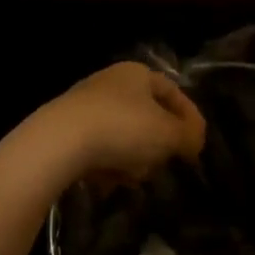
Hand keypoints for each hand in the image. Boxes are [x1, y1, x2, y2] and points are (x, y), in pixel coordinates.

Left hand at [23, 62, 206, 188]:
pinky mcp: (66, 130)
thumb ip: (188, 136)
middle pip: (147, 116)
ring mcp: (85, 106)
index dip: (189, 117)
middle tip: (160, 164)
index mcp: (137, 73)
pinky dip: (107, 165)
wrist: (58, 143)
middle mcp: (111, 82)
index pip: (173, 92)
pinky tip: (106, 181)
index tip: (196, 145)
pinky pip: (99, 149)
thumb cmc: (122, 128)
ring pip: (124, 136)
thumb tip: (194, 141)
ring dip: (133, 159)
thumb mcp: (167, 134)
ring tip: (130, 177)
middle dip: (157, 144)